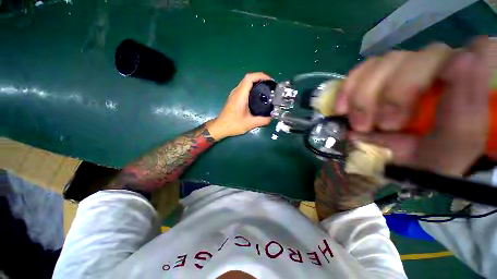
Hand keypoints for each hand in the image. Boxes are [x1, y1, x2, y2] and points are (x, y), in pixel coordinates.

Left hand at [206, 73, 272, 140]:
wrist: (220, 127)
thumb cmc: (233, 124)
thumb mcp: (250, 124)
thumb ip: (262, 121)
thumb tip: (271, 118)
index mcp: (240, 95)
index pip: (249, 78)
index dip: (260, 75)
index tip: (269, 80)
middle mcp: (236, 92)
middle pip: (248, 78)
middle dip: (260, 78)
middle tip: (269, 85)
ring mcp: (234, 94)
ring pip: (245, 83)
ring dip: (255, 83)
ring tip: (265, 89)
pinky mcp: (233, 98)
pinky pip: (243, 88)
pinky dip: (251, 88)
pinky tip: (257, 96)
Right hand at [336, 37, 491, 175]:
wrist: (395, 159)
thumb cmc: (431, 159)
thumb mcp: (451, 149)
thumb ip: (466, 114)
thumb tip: (464, 59)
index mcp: (469, 81)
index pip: (475, 49)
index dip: (455, 67)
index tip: (431, 104)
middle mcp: (439, 66)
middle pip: (417, 57)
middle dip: (393, 94)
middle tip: (381, 126)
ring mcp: (405, 68)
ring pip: (383, 63)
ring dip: (364, 97)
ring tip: (359, 125)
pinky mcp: (376, 76)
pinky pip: (359, 71)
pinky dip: (348, 90)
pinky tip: (343, 109)